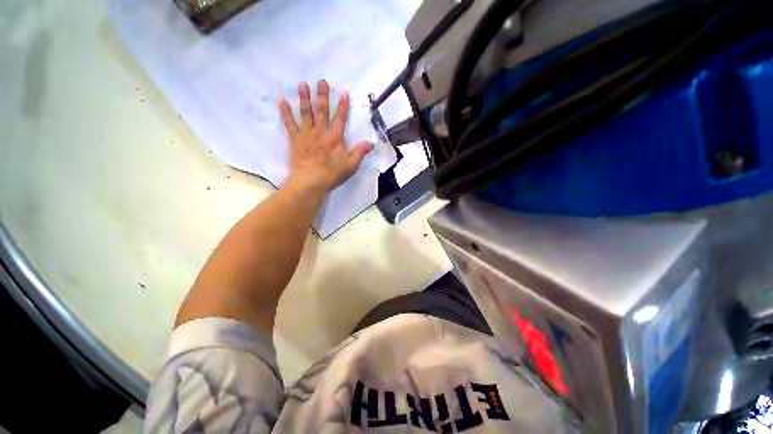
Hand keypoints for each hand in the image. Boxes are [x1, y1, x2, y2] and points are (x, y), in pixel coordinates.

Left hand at [280, 80, 372, 192]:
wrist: (311, 180)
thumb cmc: (332, 173)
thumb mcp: (351, 165)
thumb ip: (360, 152)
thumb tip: (371, 142)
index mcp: (335, 137)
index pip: (340, 118)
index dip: (343, 106)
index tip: (344, 93)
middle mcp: (321, 131)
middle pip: (322, 111)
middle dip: (322, 96)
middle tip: (321, 81)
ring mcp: (306, 134)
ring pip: (306, 113)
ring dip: (304, 98)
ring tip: (303, 84)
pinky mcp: (295, 139)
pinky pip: (289, 123)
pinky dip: (285, 111)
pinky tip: (282, 100)